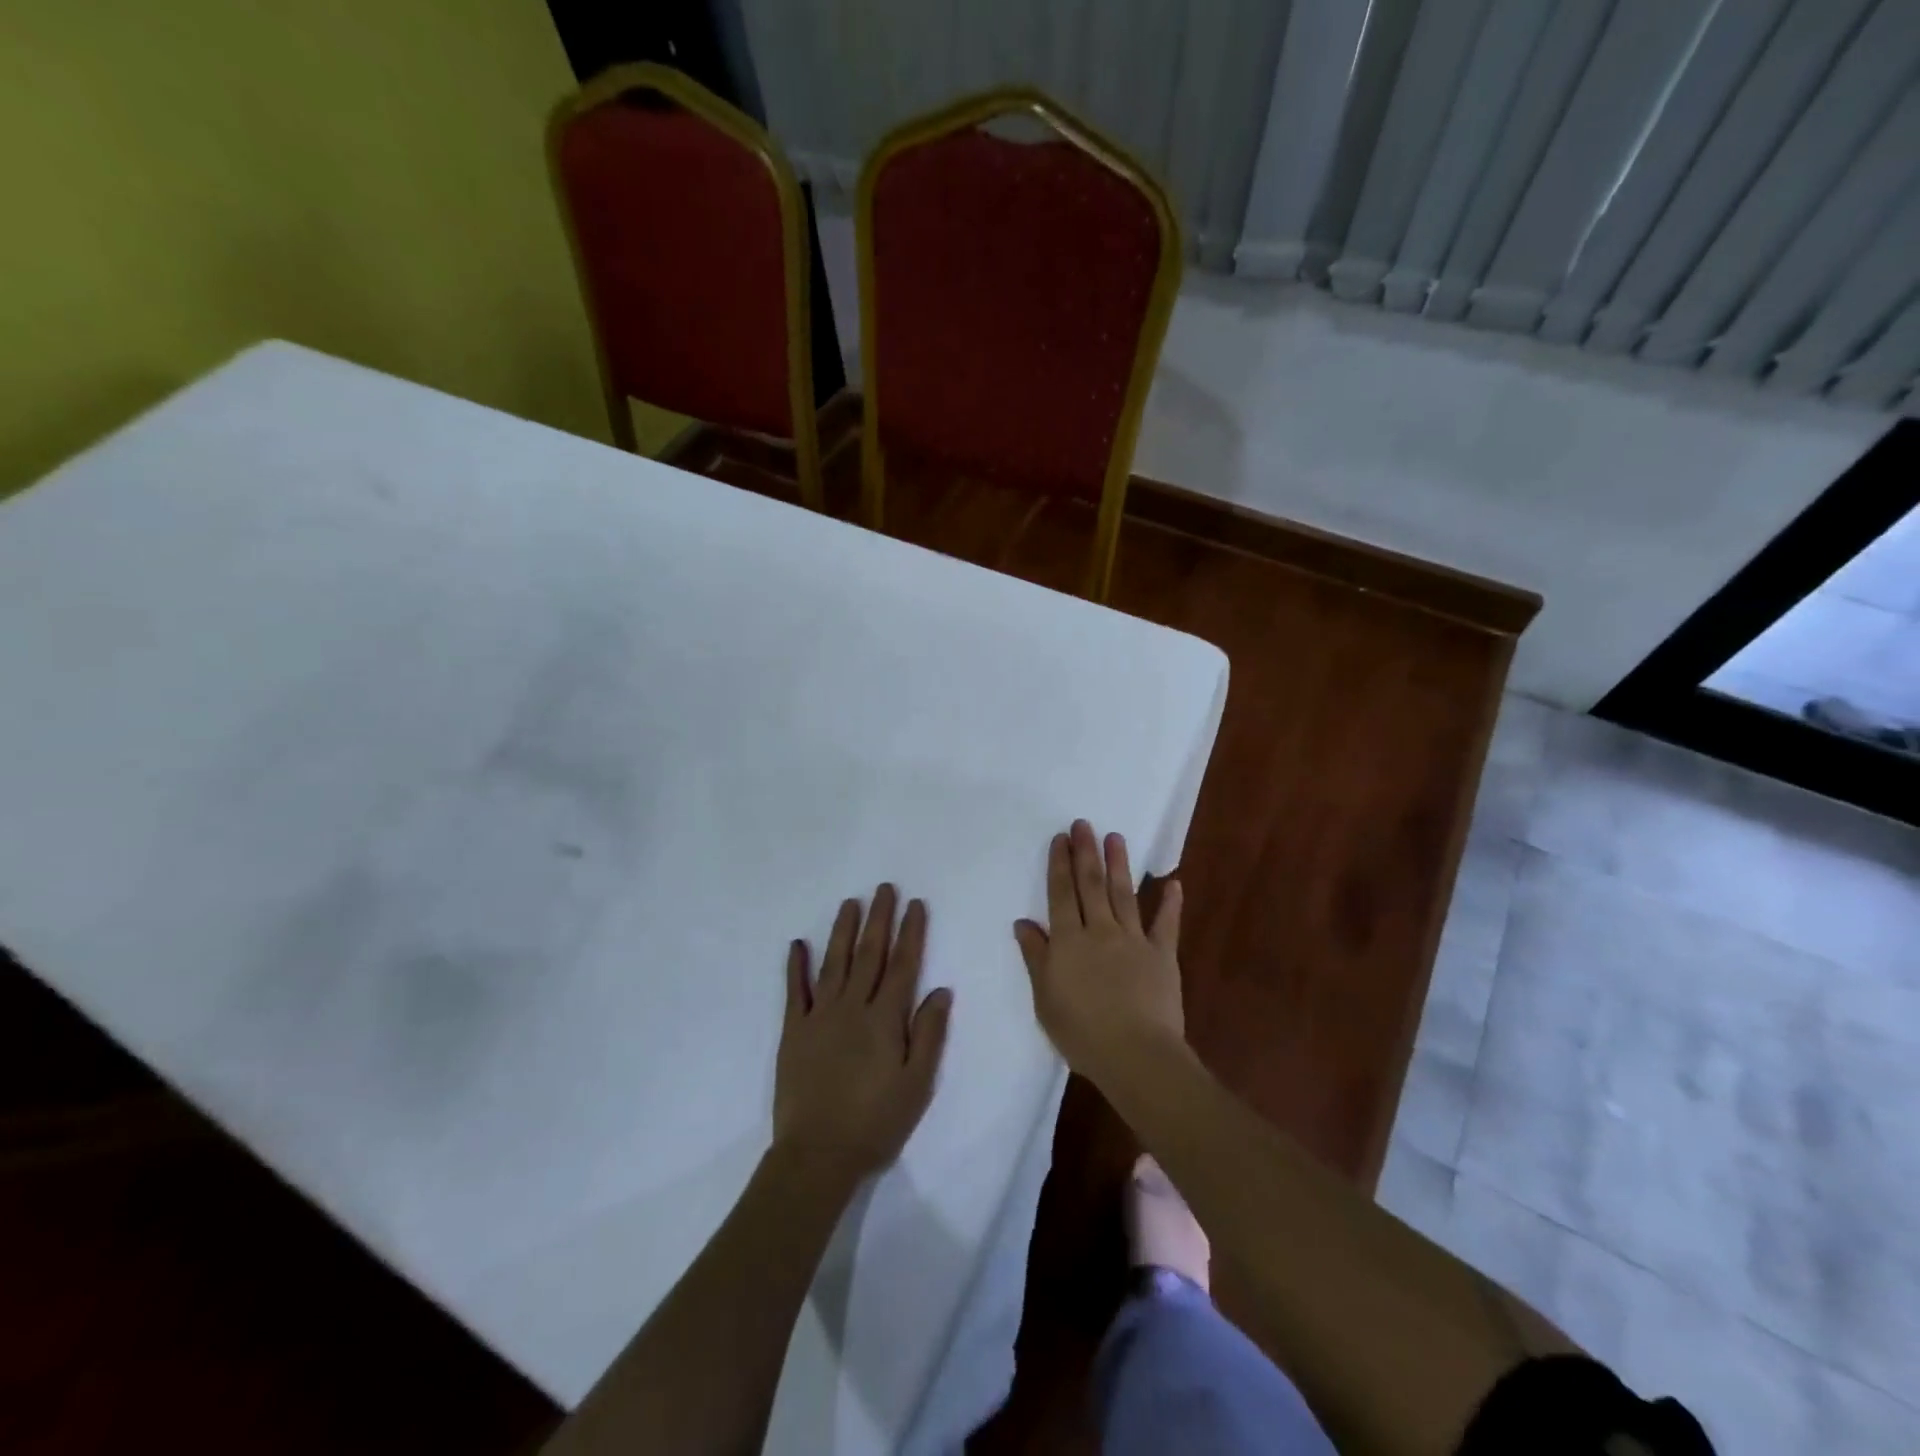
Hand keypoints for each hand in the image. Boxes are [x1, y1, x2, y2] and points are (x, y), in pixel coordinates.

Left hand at [774, 885, 952, 1188]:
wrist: (817, 1155)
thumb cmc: (876, 1122)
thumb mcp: (917, 1084)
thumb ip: (928, 1034)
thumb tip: (940, 990)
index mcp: (885, 1019)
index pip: (903, 965)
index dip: (911, 932)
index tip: (915, 903)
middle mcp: (852, 1007)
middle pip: (869, 954)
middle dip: (879, 918)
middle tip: (884, 888)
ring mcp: (819, 1016)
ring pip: (833, 963)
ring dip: (842, 930)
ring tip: (850, 902)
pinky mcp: (794, 1031)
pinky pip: (794, 991)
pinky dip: (796, 966)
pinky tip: (797, 944)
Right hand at [1014, 821, 1184, 1090]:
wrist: (1135, 1054)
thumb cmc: (1082, 1032)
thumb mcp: (1045, 999)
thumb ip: (1036, 957)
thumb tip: (1023, 922)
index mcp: (1068, 941)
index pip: (1061, 895)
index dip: (1060, 865)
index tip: (1060, 839)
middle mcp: (1100, 931)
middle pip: (1091, 885)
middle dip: (1086, 852)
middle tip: (1084, 824)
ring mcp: (1134, 940)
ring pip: (1123, 894)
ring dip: (1118, 865)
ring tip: (1115, 838)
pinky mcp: (1162, 955)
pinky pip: (1166, 924)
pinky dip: (1170, 903)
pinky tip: (1174, 883)